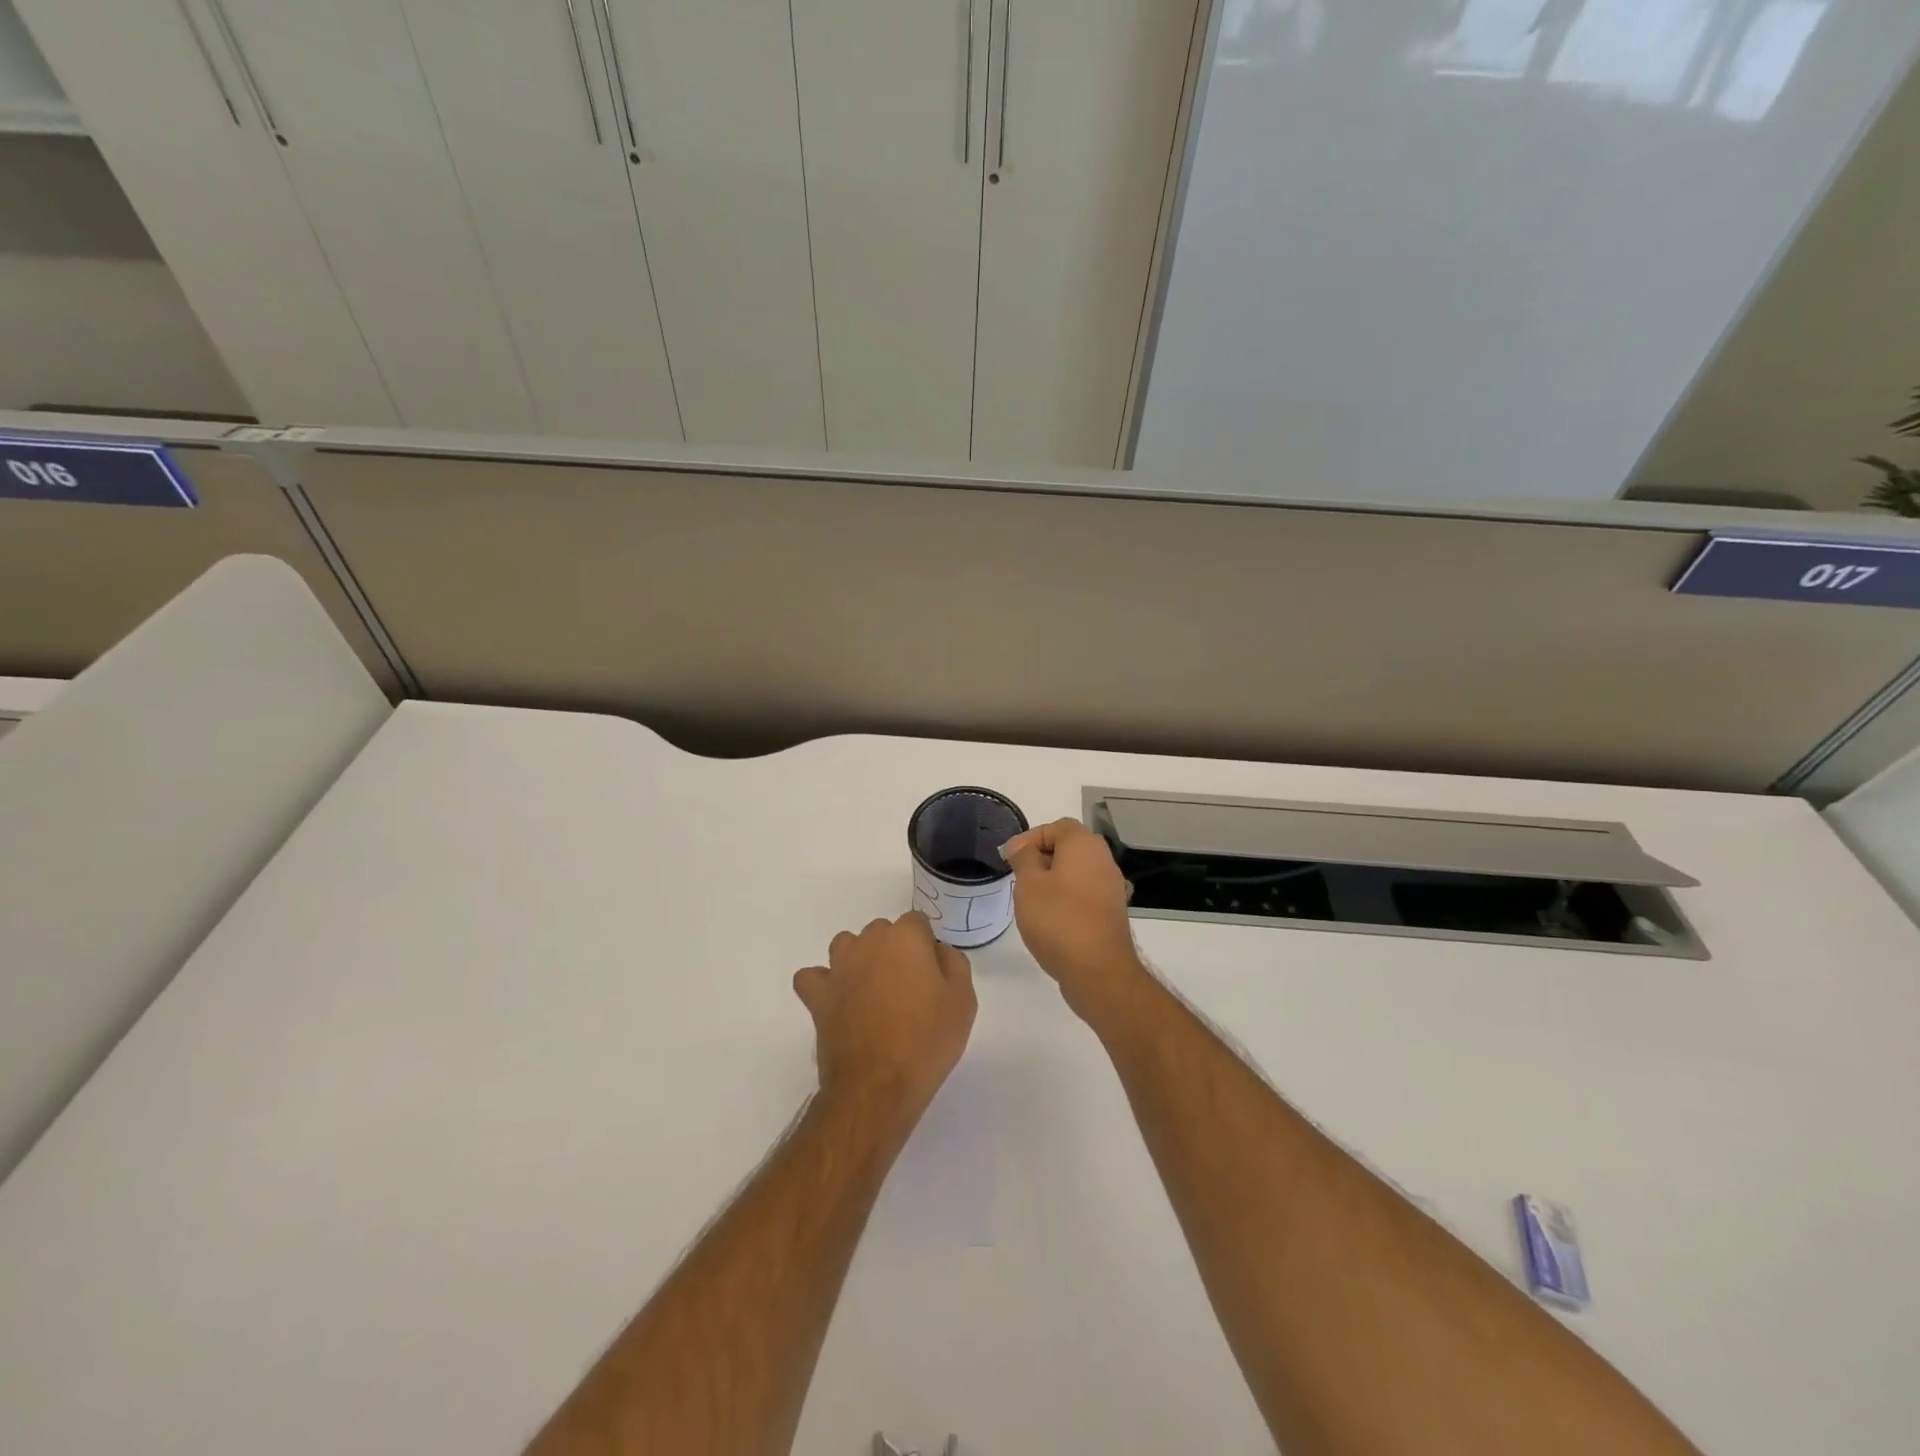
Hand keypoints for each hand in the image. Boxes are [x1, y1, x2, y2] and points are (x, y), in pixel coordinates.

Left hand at [793, 912, 975, 1122]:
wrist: (879, 1086)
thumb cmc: (927, 1040)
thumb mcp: (963, 1000)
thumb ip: (953, 962)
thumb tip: (936, 951)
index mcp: (905, 938)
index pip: (917, 923)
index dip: (926, 947)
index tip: (933, 977)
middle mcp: (868, 942)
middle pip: (883, 932)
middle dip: (895, 951)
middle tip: (908, 989)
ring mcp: (838, 968)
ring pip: (847, 946)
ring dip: (859, 960)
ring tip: (873, 992)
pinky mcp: (818, 995)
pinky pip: (813, 977)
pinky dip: (823, 984)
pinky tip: (838, 999)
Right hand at [1001, 818, 1144, 1021]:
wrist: (1098, 970)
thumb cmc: (1057, 920)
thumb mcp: (1029, 884)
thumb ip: (1023, 858)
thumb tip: (1022, 846)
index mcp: (1084, 845)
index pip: (1056, 826)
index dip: (1031, 838)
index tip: (1010, 859)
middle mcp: (1104, 860)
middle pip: (1069, 847)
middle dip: (1042, 858)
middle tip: (1019, 878)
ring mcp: (1112, 887)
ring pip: (1078, 871)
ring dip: (1055, 879)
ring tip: (1032, 900)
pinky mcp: (1113, 911)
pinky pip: (1086, 893)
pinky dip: (1069, 898)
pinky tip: (1054, 918)